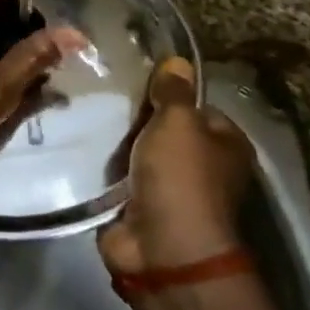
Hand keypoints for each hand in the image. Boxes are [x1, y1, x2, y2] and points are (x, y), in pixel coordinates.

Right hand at [99, 57, 255, 275]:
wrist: (162, 249)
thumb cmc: (181, 177)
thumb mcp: (178, 123)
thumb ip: (174, 92)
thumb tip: (179, 60)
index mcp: (227, 145)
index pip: (198, 108)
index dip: (171, 94)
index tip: (137, 83)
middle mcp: (205, 169)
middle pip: (167, 132)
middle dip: (139, 120)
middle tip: (106, 98)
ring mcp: (173, 193)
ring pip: (141, 156)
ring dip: (120, 146)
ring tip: (89, 118)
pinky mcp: (141, 211)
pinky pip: (121, 181)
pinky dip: (106, 172)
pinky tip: (83, 150)